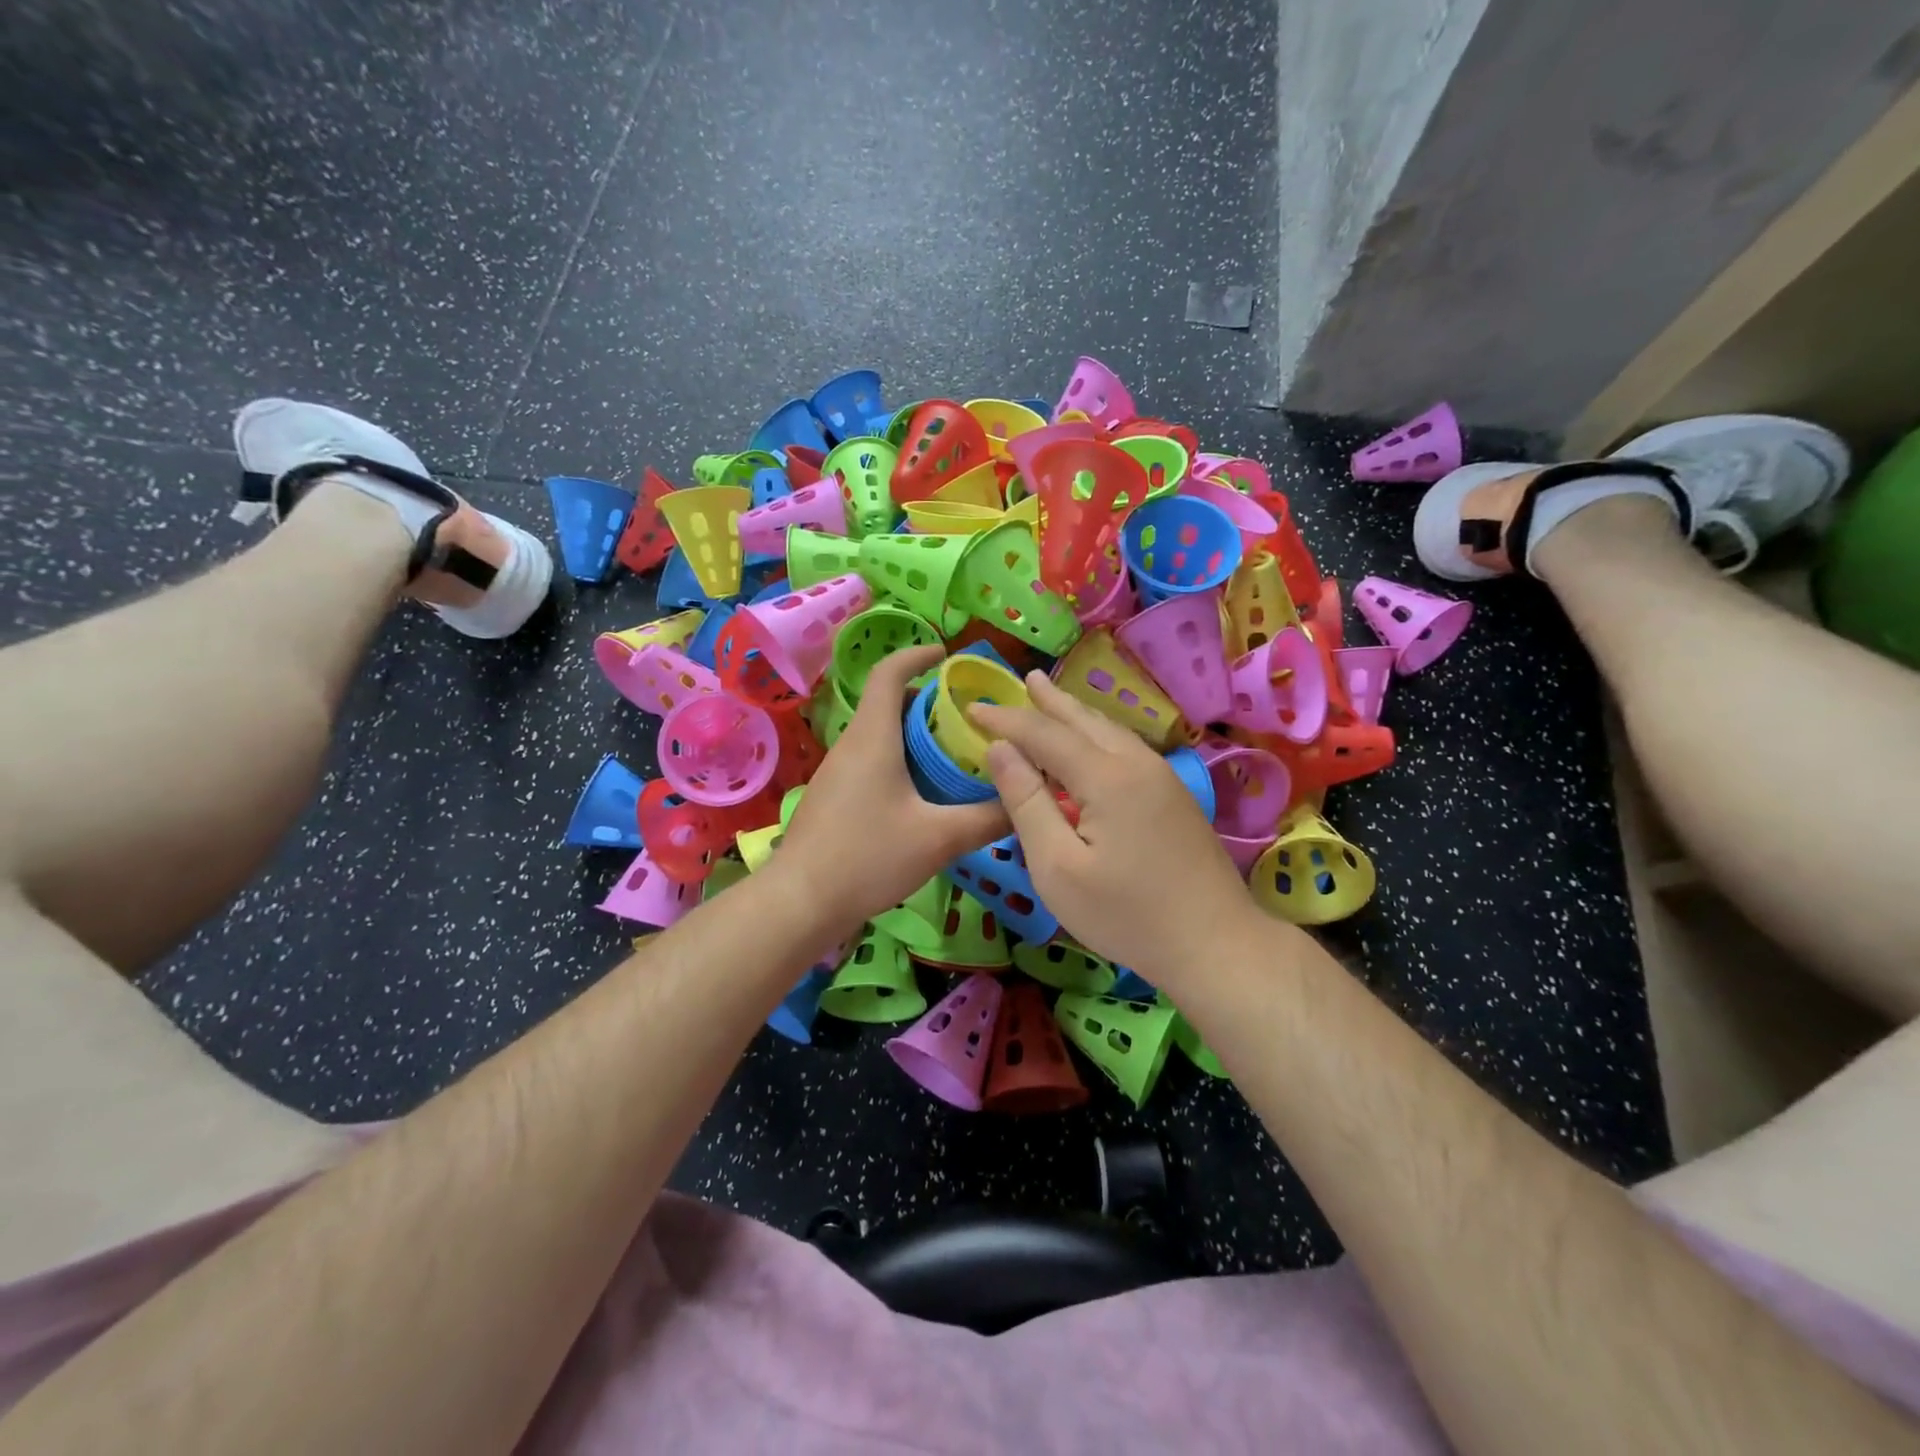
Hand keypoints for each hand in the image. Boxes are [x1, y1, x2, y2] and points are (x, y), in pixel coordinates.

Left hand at [775, 646, 1008, 938]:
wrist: (800, 902)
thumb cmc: (867, 856)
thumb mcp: (939, 837)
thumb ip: (988, 818)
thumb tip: (1026, 802)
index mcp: (873, 736)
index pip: (889, 672)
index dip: (917, 654)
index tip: (948, 654)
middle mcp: (852, 744)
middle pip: (888, 703)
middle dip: (929, 702)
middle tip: (969, 718)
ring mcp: (838, 772)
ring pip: (880, 735)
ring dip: (916, 736)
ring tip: (955, 756)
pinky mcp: (834, 797)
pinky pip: (872, 761)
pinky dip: (901, 761)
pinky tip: (924, 796)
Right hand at [969, 673, 1255, 978]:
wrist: (1216, 944)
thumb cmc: (1126, 914)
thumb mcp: (1057, 866)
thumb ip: (1027, 802)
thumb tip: (1000, 750)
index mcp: (1105, 776)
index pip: (1044, 733)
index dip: (1006, 720)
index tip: (972, 708)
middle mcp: (1136, 763)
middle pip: (1084, 720)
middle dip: (1048, 700)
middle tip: (1023, 678)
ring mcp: (1162, 778)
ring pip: (1110, 730)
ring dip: (1075, 713)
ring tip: (1052, 697)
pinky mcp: (1174, 796)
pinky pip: (1126, 747)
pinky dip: (1097, 734)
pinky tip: (1092, 742)